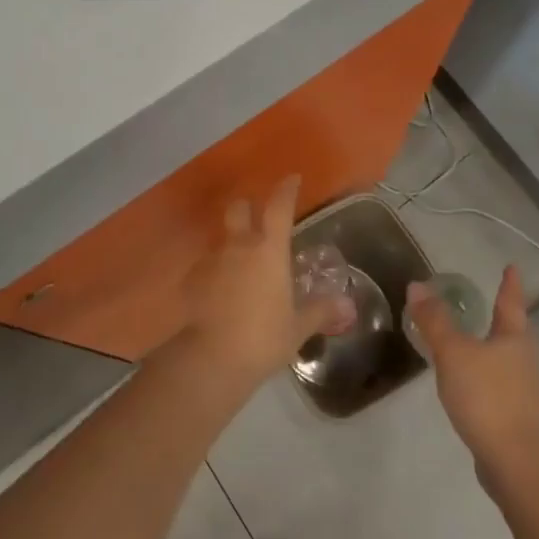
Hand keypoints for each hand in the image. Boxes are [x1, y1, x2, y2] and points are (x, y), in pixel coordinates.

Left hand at [180, 176, 353, 387]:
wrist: (211, 359)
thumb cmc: (263, 337)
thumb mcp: (298, 327)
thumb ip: (320, 311)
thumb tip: (347, 305)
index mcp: (269, 250)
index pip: (278, 207)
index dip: (286, 190)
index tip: (292, 179)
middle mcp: (238, 246)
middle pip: (239, 209)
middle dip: (247, 207)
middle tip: (256, 218)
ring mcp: (211, 261)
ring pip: (222, 240)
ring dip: (232, 246)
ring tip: (241, 270)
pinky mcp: (191, 281)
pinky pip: (207, 268)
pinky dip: (215, 275)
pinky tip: (220, 295)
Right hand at [408, 265, 538, 483]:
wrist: (516, 463)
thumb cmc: (487, 397)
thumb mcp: (453, 353)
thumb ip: (434, 321)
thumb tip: (417, 286)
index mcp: (514, 337)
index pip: (511, 301)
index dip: (510, 283)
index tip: (511, 267)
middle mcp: (524, 359)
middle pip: (513, 330)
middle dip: (501, 316)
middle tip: (488, 301)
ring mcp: (523, 389)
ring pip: (505, 357)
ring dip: (490, 346)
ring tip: (472, 339)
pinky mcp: (516, 415)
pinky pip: (498, 382)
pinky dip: (484, 373)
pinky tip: (468, 381)